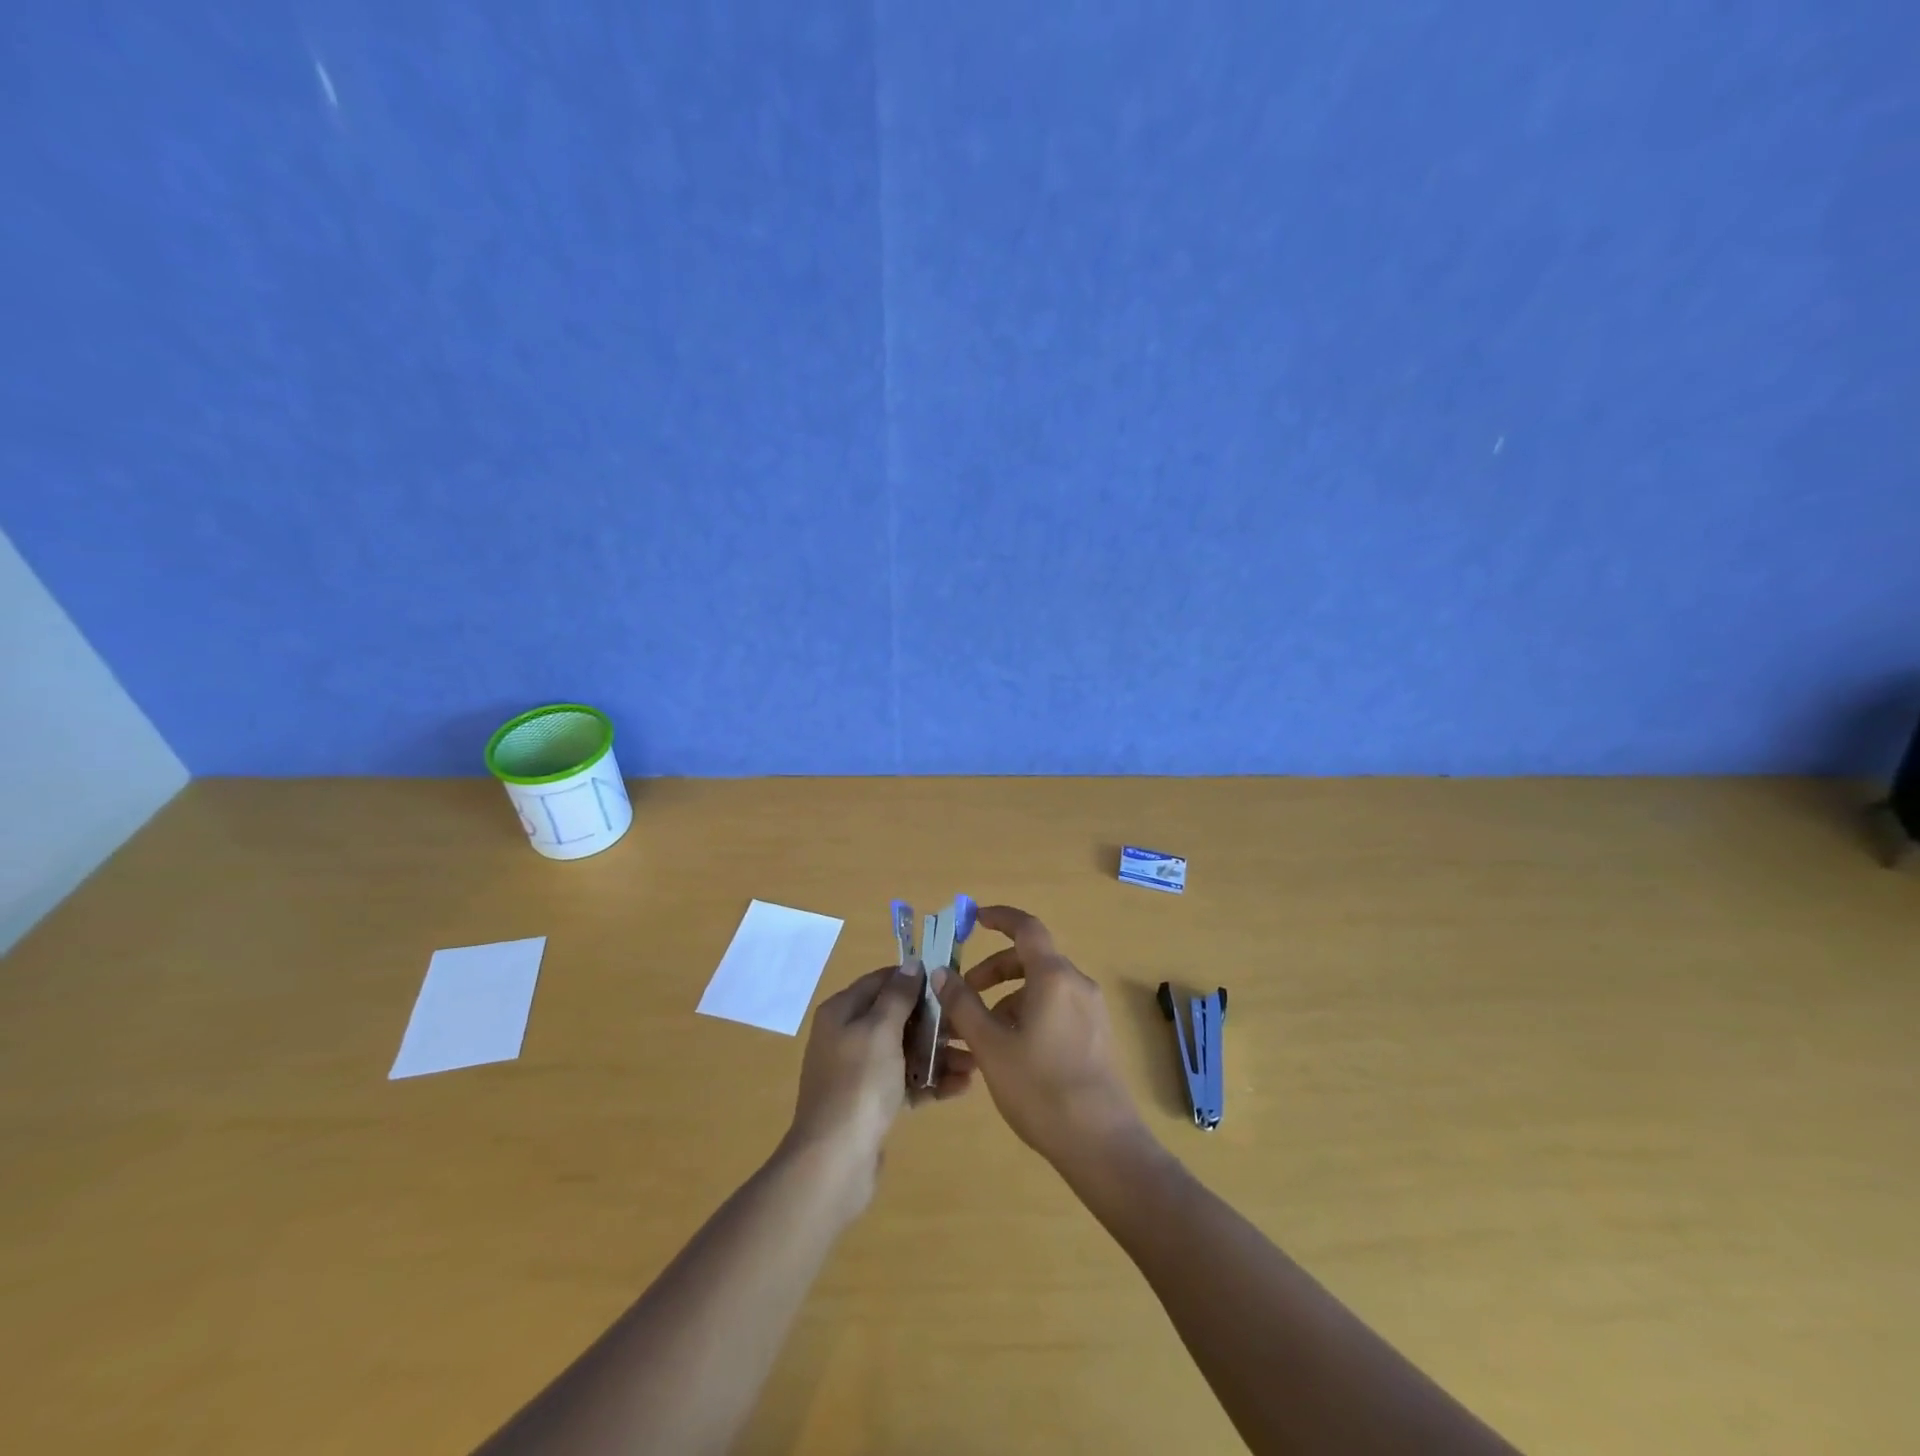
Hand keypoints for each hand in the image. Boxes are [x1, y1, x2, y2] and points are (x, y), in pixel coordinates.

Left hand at [783, 966, 974, 1213]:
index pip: (883, 980)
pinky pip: (905, 1082)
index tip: (952, 984)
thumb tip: (911, 964)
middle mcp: (848, 1036)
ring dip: (938, 1054)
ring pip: (905, 1051)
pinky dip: (930, 1081)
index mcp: (842, 1011)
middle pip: (898, 1017)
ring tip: (974, 1063)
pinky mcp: (871, 1102)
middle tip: (970, 1027)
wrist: (834, 1162)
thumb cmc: (859, 1084)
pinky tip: (961, 1087)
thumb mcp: (880, 1030)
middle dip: (935, 1022)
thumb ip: (897, 995)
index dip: (916, 979)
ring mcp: (859, 1071)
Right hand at [935, 906, 1144, 1172]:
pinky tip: (1010, 1051)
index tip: (973, 919)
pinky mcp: (1096, 1036)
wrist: (1102, 1144)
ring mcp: (1091, 1011)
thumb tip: (941, 972)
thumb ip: (963, 1005)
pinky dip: (1028, 1013)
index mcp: (1054, 976)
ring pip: (1042, 986)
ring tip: (980, 1033)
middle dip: (993, 970)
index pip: (1026, 927)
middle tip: (963, 994)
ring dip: (1008, 997)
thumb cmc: (1040, 1088)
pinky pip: (1056, 1007)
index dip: (999, 917)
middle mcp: (1077, 984)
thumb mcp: (991, 1046)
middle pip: (1031, 959)